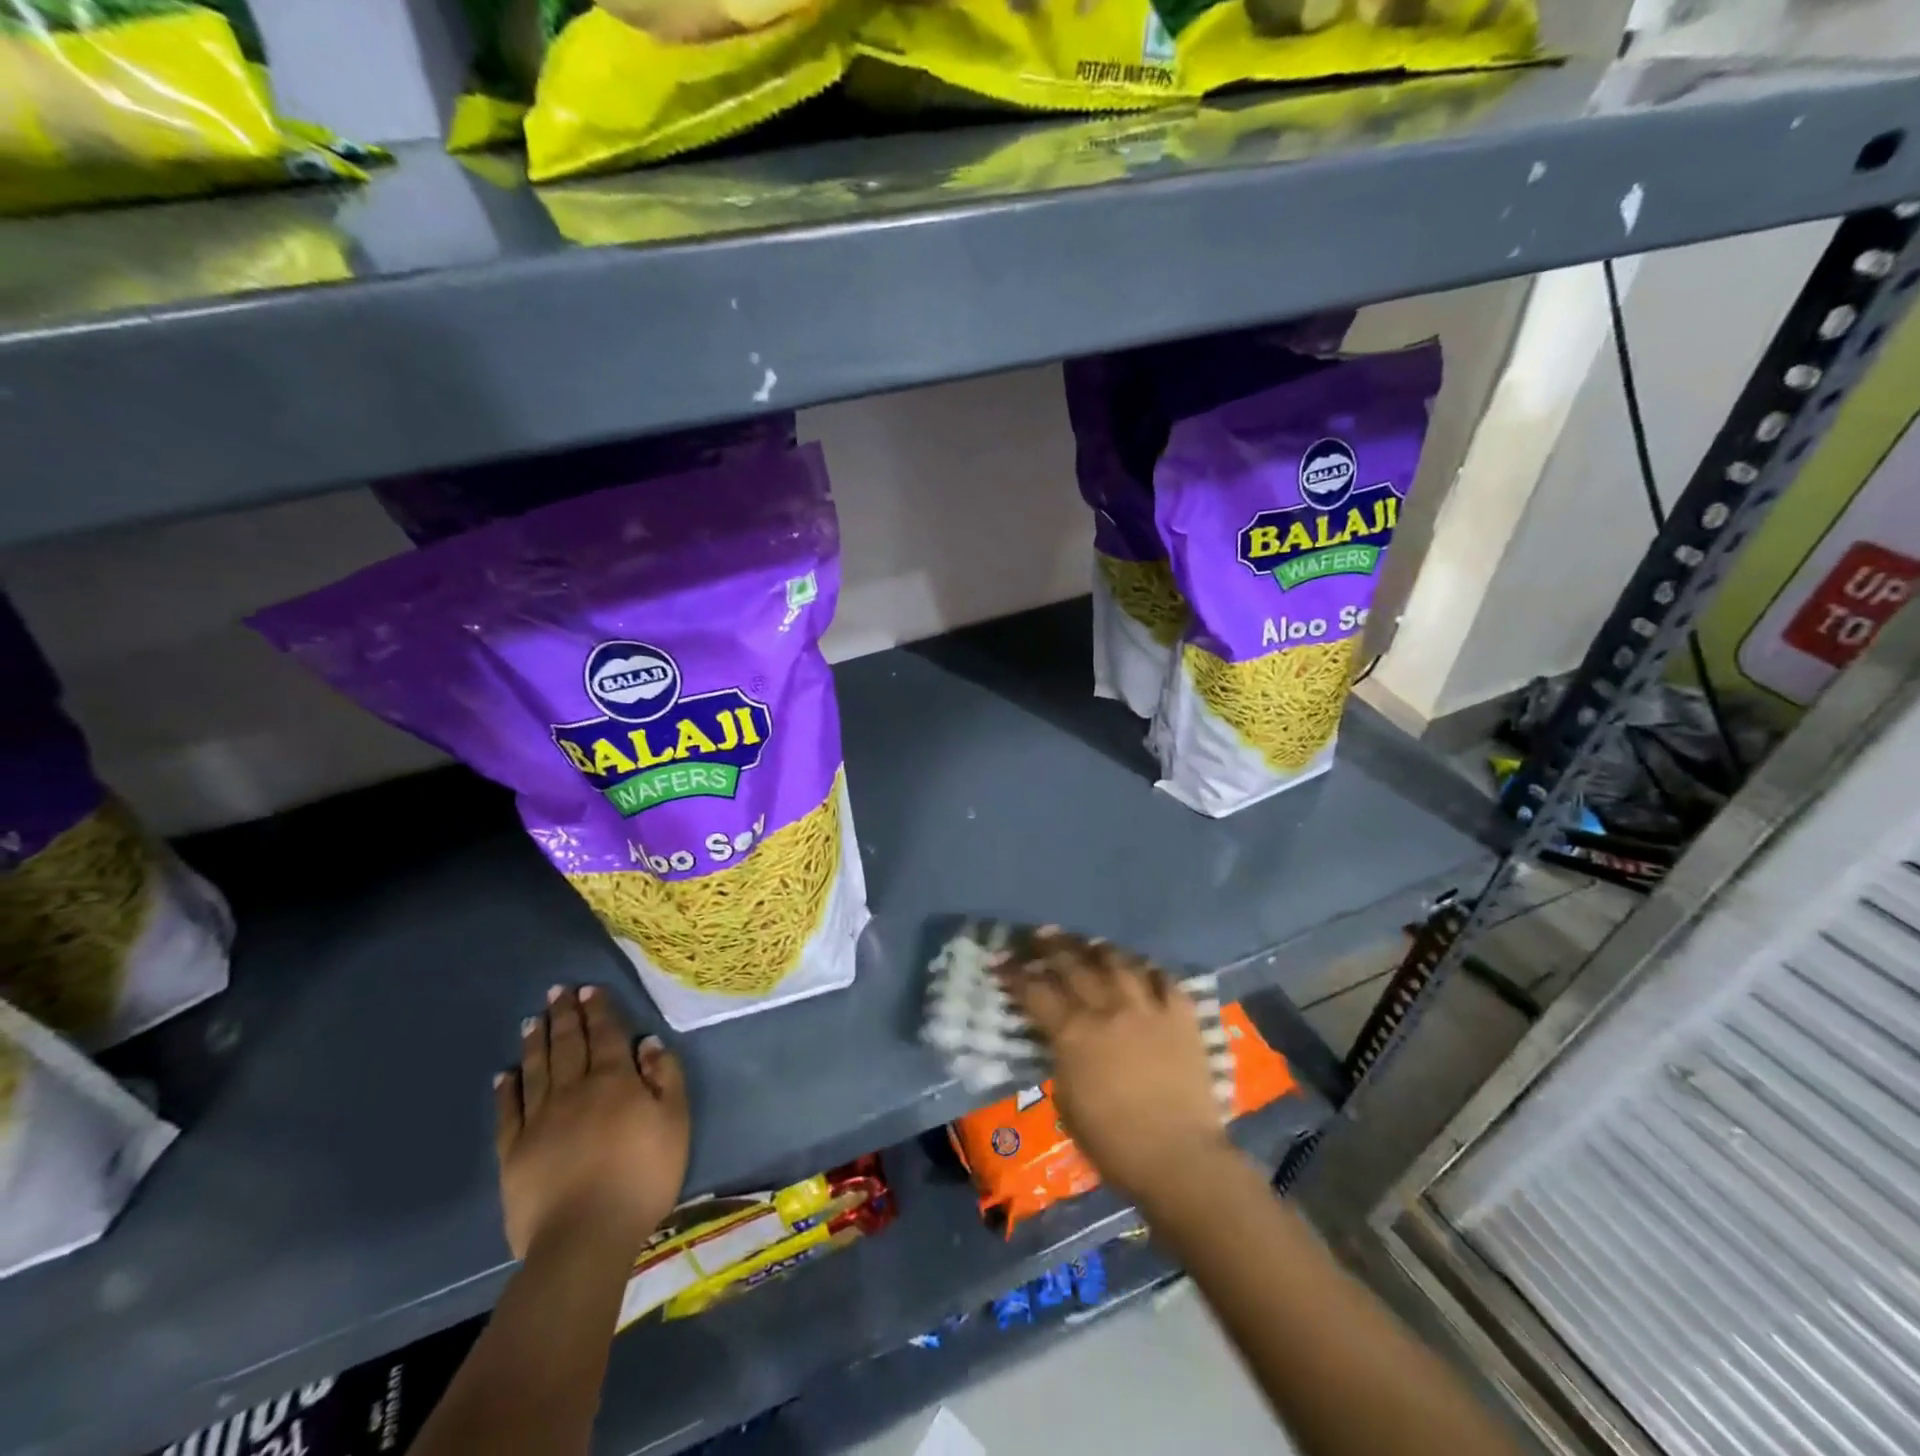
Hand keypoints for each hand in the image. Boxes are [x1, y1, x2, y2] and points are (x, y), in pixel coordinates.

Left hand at [494, 985, 689, 1262]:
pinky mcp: (514, 1152)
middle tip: (557, 991)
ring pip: (536, 1069)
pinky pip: (509, 1111)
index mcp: (614, 1080)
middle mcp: (573, 1090)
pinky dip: (507, 1089)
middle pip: (568, 1044)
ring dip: (536, 1042)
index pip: (605, 1034)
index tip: (589, 989)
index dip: (598, 1010)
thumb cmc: (642, 1176)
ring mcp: (539, 1120)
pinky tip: (505, 1075)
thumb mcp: (674, 1122)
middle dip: (564, 1015)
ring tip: (533, 1019)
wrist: (585, 1237)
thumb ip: (664, 1077)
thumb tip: (647, 1043)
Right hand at [1001, 931, 1231, 1203]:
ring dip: (1099, 949)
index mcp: (1073, 1032)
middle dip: (1052, 945)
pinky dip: (1149, 970)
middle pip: (1073, 963)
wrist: (1178, 1157)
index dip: (1014, 973)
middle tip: (1040, 934)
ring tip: (1090, 944)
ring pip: (1118, 960)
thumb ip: (1061, 1059)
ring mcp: (1147, 1007)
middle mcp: (1107, 1008)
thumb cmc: (1113, 1143)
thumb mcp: (1067, 1102)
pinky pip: (1164, 978)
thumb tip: (1060, 1040)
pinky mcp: (1182, 1015)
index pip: (1034, 990)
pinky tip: (1141, 968)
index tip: (1001, 960)